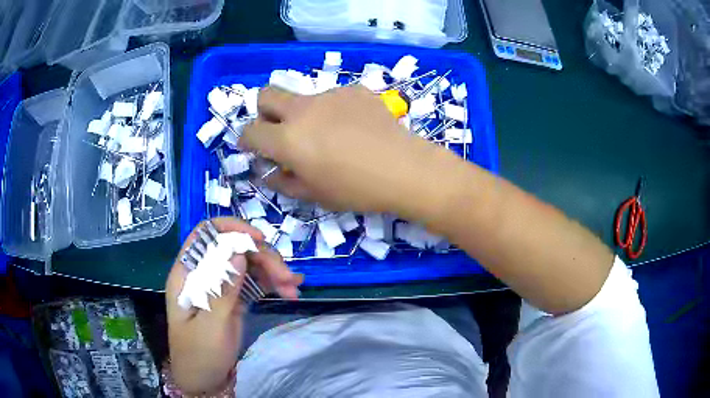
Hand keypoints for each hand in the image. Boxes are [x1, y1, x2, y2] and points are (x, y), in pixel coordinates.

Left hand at [165, 218, 302, 394]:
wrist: (204, 380)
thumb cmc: (199, 354)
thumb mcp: (210, 325)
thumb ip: (222, 290)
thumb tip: (237, 252)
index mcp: (188, 274)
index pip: (205, 235)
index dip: (231, 229)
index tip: (258, 238)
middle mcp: (205, 273)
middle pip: (234, 248)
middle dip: (262, 256)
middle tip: (286, 277)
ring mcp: (221, 285)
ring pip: (249, 263)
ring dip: (273, 270)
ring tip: (292, 288)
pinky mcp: (234, 298)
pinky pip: (255, 282)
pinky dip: (273, 283)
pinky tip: (289, 290)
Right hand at [242, 85, 444, 214]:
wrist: (405, 169)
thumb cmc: (356, 189)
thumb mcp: (314, 194)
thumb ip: (283, 181)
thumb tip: (268, 171)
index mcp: (288, 138)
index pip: (250, 131)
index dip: (247, 140)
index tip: (254, 148)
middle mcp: (303, 109)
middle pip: (266, 94)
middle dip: (264, 111)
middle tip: (280, 131)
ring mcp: (330, 95)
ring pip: (302, 97)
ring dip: (303, 114)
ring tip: (330, 136)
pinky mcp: (354, 90)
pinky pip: (332, 97)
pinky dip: (332, 111)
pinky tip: (353, 128)